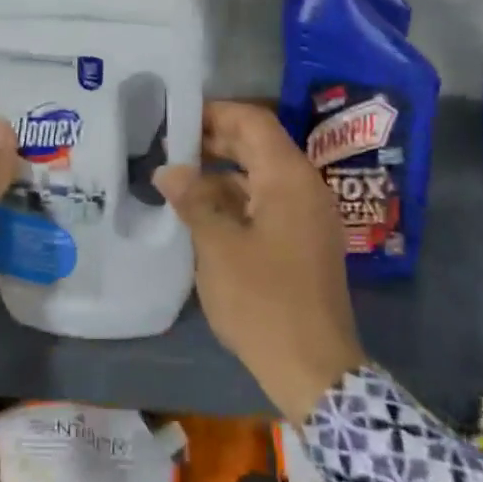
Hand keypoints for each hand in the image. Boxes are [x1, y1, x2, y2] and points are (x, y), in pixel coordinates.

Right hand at [155, 101, 364, 421]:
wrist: (313, 368)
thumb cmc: (263, 301)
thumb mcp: (217, 246)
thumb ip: (193, 200)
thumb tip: (169, 170)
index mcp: (288, 178)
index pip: (253, 122)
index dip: (215, 112)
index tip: (176, 117)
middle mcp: (305, 187)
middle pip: (259, 145)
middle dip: (215, 140)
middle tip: (169, 144)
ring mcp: (308, 216)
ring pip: (262, 175)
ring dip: (222, 171)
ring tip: (178, 177)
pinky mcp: (304, 241)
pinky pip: (268, 202)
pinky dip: (236, 198)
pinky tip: (203, 211)